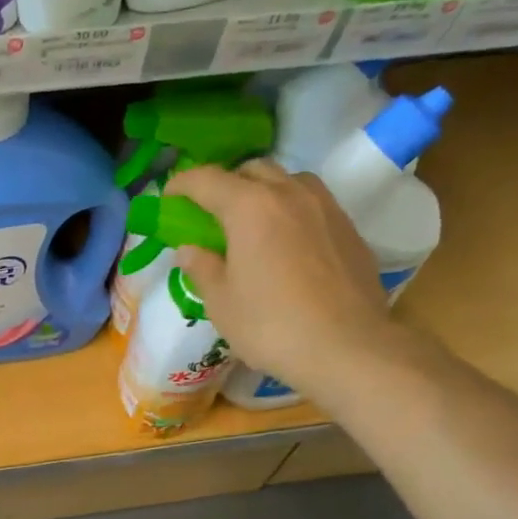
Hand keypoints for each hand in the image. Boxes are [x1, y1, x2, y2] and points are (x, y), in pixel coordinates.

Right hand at [164, 161, 395, 398]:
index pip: (207, 180)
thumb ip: (201, 268)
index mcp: (250, 207)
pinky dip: (291, 212)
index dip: (182, 184)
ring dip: (264, 191)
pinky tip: (287, 244)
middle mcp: (290, 194)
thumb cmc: (271, 325)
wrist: (347, 348)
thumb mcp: (221, 303)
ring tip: (253, 223)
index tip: (168, 197)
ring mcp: (325, 207)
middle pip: (252, 170)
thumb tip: (189, 250)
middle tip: (211, 213)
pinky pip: (313, 204)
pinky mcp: (349, 228)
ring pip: (288, 181)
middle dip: (226, 184)